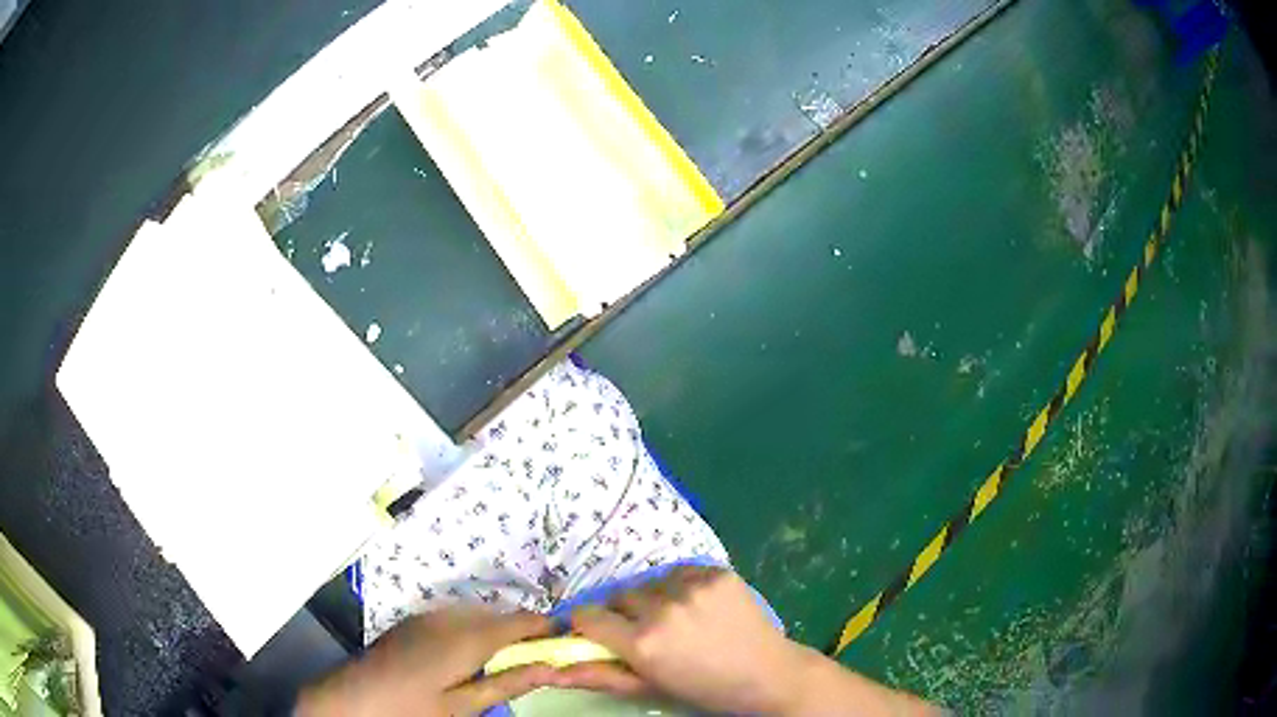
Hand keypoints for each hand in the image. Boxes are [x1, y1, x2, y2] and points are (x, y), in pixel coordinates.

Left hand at [297, 607, 563, 716]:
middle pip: (498, 614)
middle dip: (522, 630)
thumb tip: (551, 667)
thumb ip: (507, 684)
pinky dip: (473, 628)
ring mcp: (428, 615)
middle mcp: (448, 617)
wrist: (352, 697)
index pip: (519, 622)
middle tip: (539, 656)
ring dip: (497, 629)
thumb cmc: (412, 708)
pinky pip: (456, 615)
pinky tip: (470, 653)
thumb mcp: (464, 706)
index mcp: (465, 638)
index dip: (546, 628)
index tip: (567, 639)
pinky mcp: (414, 620)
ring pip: (477, 613)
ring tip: (507, 658)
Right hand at [560, 565, 812, 714]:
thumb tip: (551, 670)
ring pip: (648, 584)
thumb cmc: (704, 690)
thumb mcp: (649, 688)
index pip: (586, 616)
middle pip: (617, 597)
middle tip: (646, 632)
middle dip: (622, 614)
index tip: (597, 633)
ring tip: (677, 619)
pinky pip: (680, 572)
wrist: (767, 674)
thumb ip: (599, 675)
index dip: (587, 625)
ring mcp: (692, 587)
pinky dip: (681, 586)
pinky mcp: (716, 572)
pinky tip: (698, 607)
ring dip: (652, 599)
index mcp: (642, 643)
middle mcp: (662, 609)